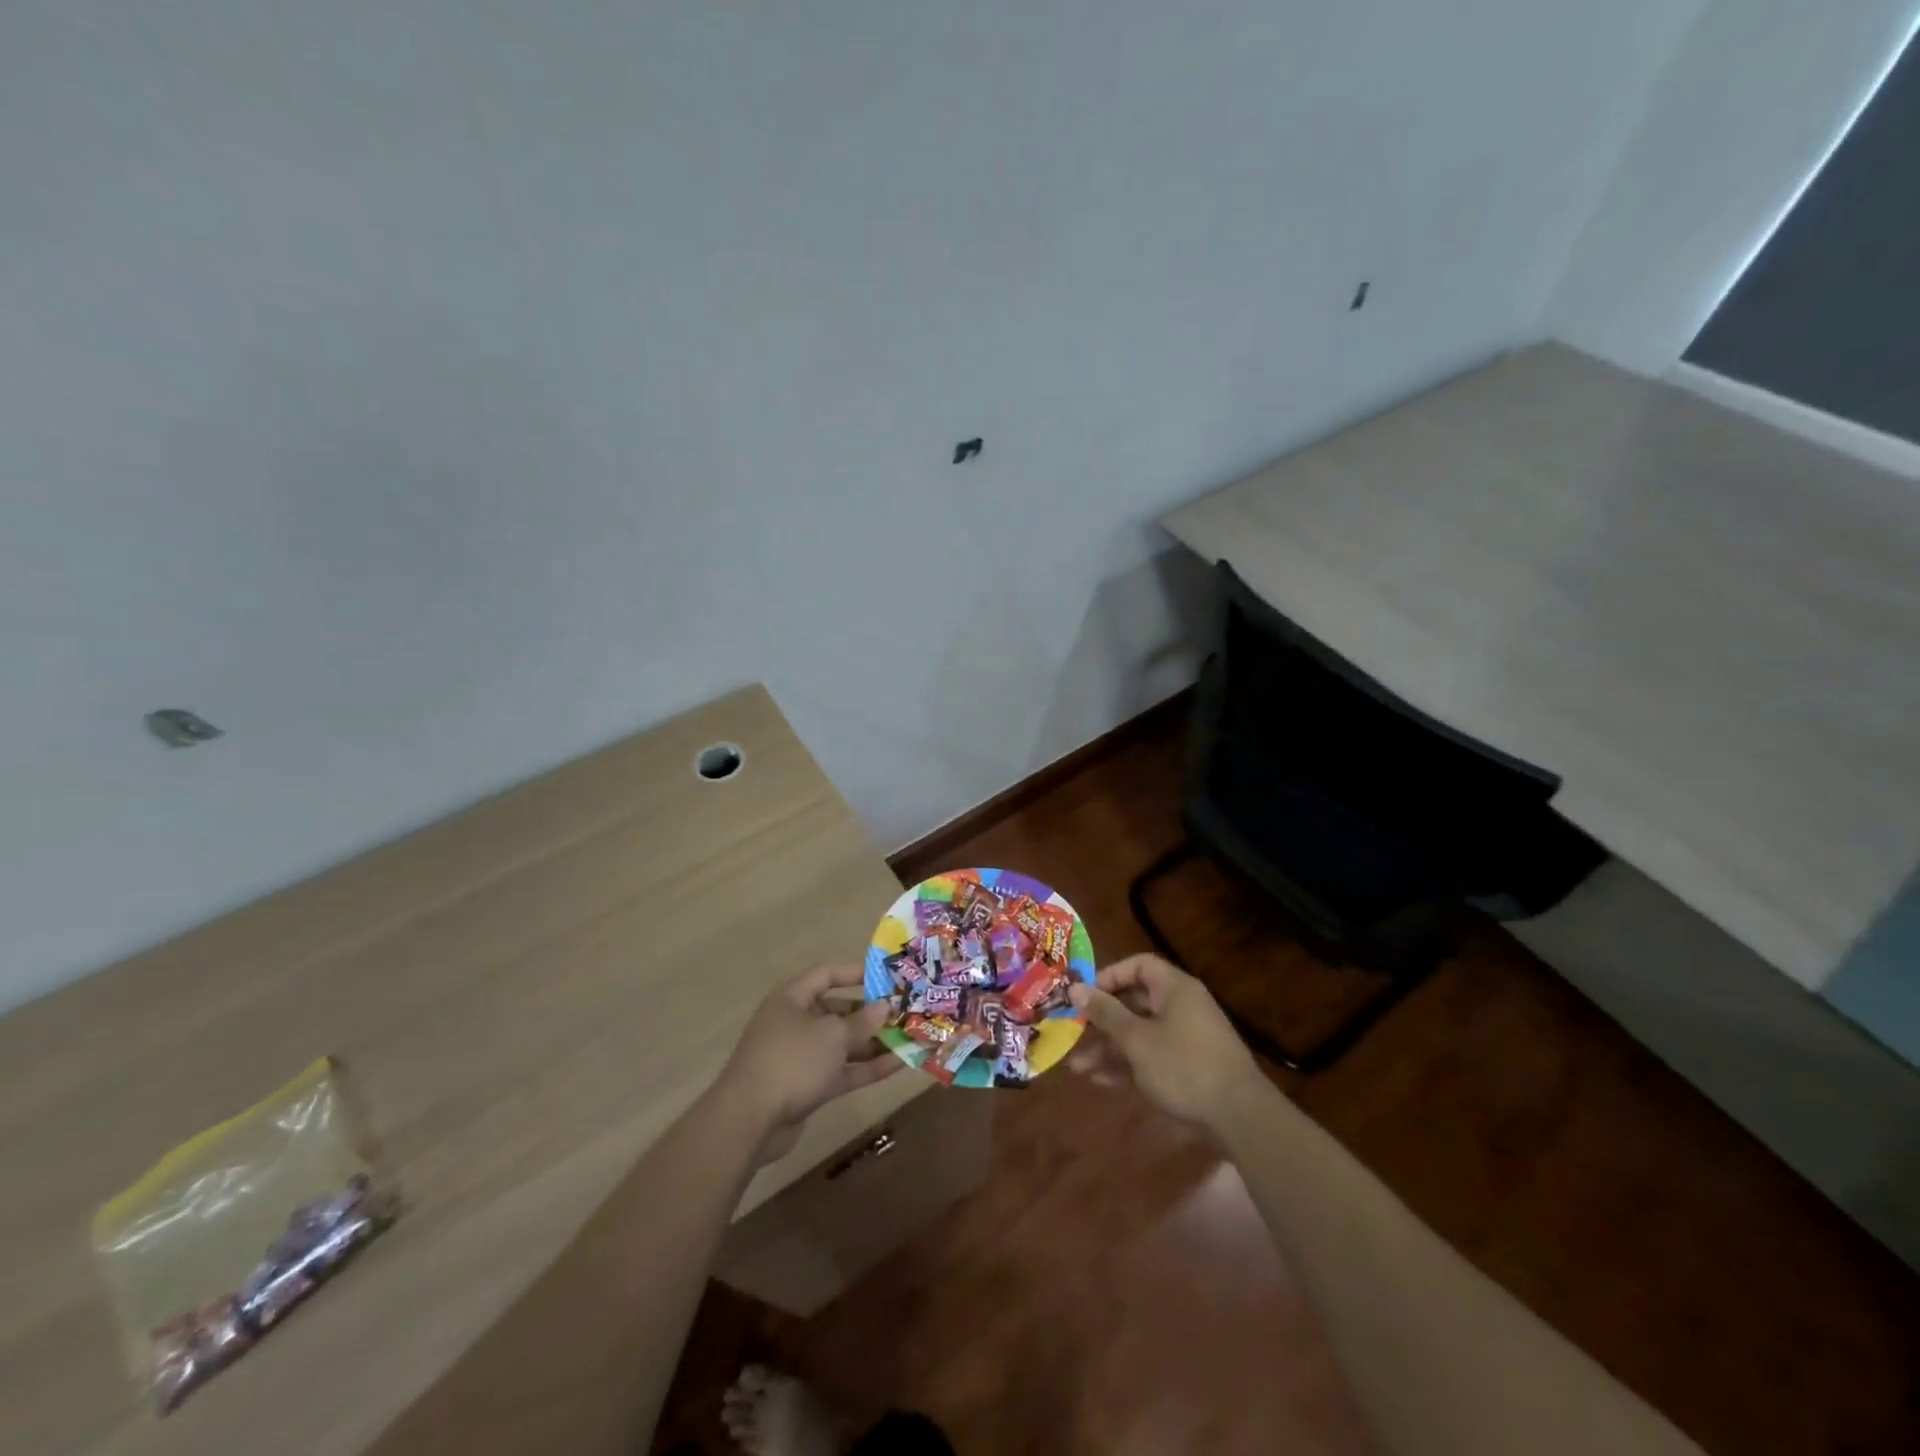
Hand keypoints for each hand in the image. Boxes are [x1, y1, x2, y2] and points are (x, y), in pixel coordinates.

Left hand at [718, 963, 899, 1162]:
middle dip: (870, 1013)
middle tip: (903, 1013)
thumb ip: (862, 1020)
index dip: (856, 972)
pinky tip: (898, 1065)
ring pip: (842, 1044)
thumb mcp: (833, 1035)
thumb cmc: (792, 1061)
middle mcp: (795, 1023)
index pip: (827, 975)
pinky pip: (841, 1070)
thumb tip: (884, 1007)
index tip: (887, 977)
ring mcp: (800, 1057)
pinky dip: (866, 1067)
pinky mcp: (807, 1087)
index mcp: (792, 999)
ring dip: (873, 1043)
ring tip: (909, 1039)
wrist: (750, 1121)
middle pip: (837, 1011)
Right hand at [1068, 954, 1265, 1131]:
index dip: (1109, 976)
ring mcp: (1186, 1039)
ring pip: (1139, 1034)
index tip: (1085, 994)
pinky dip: (1128, 1065)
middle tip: (1073, 1032)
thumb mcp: (1137, 1039)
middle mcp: (1180, 1007)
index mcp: (1174, 989)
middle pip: (1134, 1002)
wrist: (1240, 1117)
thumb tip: (1075, 987)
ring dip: (1109, 1048)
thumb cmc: (1184, 1066)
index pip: (1138, 966)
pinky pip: (1151, 1057)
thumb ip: (1105, 1013)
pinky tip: (1100, 1081)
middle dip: (1101, 1020)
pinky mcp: (1188, 1068)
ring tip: (1077, 1067)